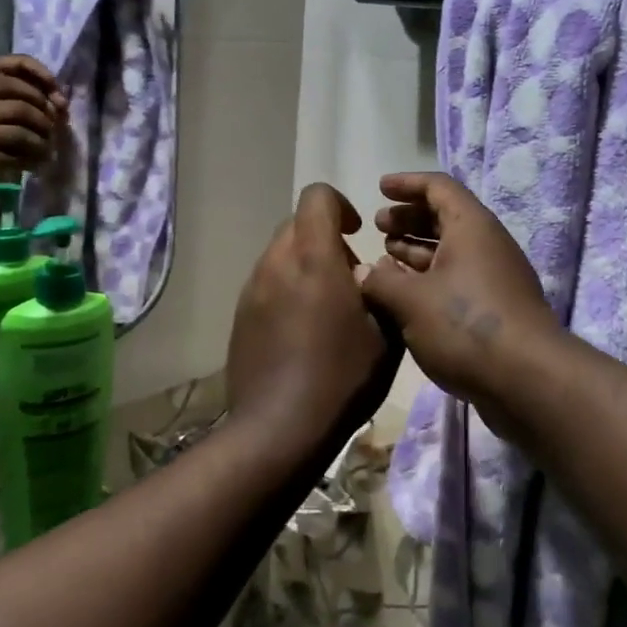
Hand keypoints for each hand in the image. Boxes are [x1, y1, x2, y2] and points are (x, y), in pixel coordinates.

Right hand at [0, 75, 60, 209]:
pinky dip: (30, 163)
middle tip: (55, 135)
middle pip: (20, 108)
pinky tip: (36, 167)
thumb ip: (1, 116)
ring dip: (41, 146)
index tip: (57, 109)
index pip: (10, 83)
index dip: (40, 94)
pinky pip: (12, 158)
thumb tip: (48, 115)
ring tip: (48, 154)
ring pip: (19, 133)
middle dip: (45, 123)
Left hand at [226, 184, 401, 457]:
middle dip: (325, 237)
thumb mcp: (386, 334)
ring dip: (306, 263)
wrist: (279, 429)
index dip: (340, 205)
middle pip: (296, 223)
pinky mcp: (240, 316)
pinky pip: (267, 283)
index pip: (317, 197)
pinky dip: (287, 288)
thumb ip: (381, 289)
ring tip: (327, 307)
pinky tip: (303, 330)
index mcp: (313, 258)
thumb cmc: (341, 378)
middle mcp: (276, 263)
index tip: (357, 233)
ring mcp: (252, 290)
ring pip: (280, 254)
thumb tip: (367, 272)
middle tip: (349, 276)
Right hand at [359, 171, 559, 423]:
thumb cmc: (465, 326)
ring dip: (416, 250)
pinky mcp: (494, 307)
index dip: (407, 183)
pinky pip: (456, 278)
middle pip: (445, 217)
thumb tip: (362, 271)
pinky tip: (404, 294)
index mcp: (471, 226)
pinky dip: (428, 277)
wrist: (527, 380)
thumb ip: (381, 281)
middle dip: (409, 218)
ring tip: (384, 258)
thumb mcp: (412, 301)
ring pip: (450, 251)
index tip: (380, 188)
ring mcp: (493, 277)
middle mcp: (486, 244)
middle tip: (378, 226)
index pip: (438, 187)